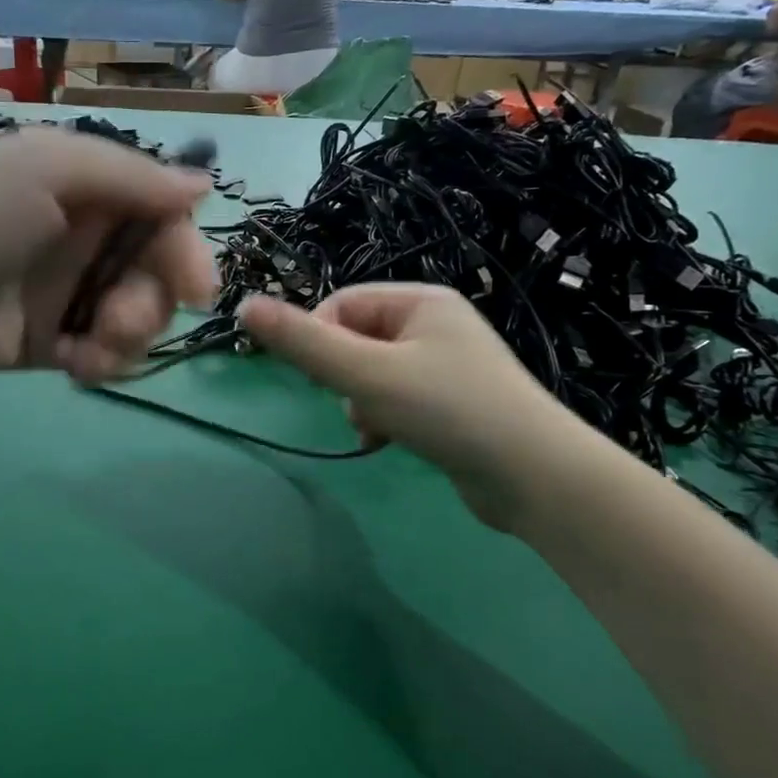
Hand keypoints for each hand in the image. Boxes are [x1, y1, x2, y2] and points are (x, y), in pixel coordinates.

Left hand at [0, 129, 214, 381]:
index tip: (197, 289)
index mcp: (93, 192)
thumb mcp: (50, 169)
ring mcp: (72, 294)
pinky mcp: (55, 341)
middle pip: (160, 276)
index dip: (187, 252)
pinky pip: (106, 355)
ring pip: (139, 320)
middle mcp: (90, 241)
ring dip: (127, 337)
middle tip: (120, 321)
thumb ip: (131, 176)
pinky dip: (102, 362)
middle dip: (151, 303)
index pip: (165, 220)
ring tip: (88, 344)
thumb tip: (204, 185)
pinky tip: (73, 364)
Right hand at [239, 284, 583, 530]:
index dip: (319, 338)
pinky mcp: (451, 404)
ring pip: (373, 374)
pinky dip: (384, 419)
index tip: (317, 377)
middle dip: (344, 377)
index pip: (342, 304)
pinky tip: (388, 442)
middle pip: (356, 340)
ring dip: (362, 402)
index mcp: (421, 301)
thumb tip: (244, 306)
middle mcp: (436, 325)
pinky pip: (397, 399)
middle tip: (355, 402)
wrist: (534, 476)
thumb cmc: (448, 410)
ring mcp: (447, 366)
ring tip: (376, 428)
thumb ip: (303, 343)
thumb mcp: (366, 374)